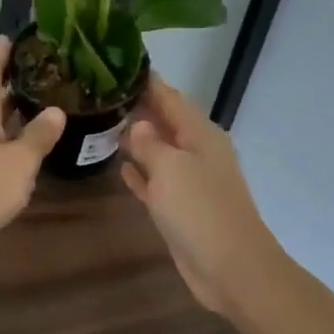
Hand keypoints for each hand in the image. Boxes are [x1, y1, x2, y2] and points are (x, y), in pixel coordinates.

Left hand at [0, 37, 63, 270]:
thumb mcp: (20, 161)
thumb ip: (39, 135)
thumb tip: (56, 112)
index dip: (4, 49)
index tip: (18, 34)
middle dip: (15, 80)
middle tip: (49, 70)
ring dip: (13, 111)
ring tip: (46, 102)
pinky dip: (7, 136)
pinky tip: (28, 143)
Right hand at [120, 78, 283, 314]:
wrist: (229, 267)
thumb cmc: (200, 210)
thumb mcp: (170, 168)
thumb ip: (150, 143)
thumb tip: (139, 124)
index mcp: (201, 134)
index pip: (171, 97)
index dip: (148, 82)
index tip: (121, 65)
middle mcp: (197, 152)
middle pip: (166, 122)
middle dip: (139, 109)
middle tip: (103, 94)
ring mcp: (191, 182)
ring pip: (159, 152)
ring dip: (137, 141)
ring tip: (104, 124)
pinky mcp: (182, 209)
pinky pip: (156, 182)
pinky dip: (141, 174)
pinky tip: (119, 167)